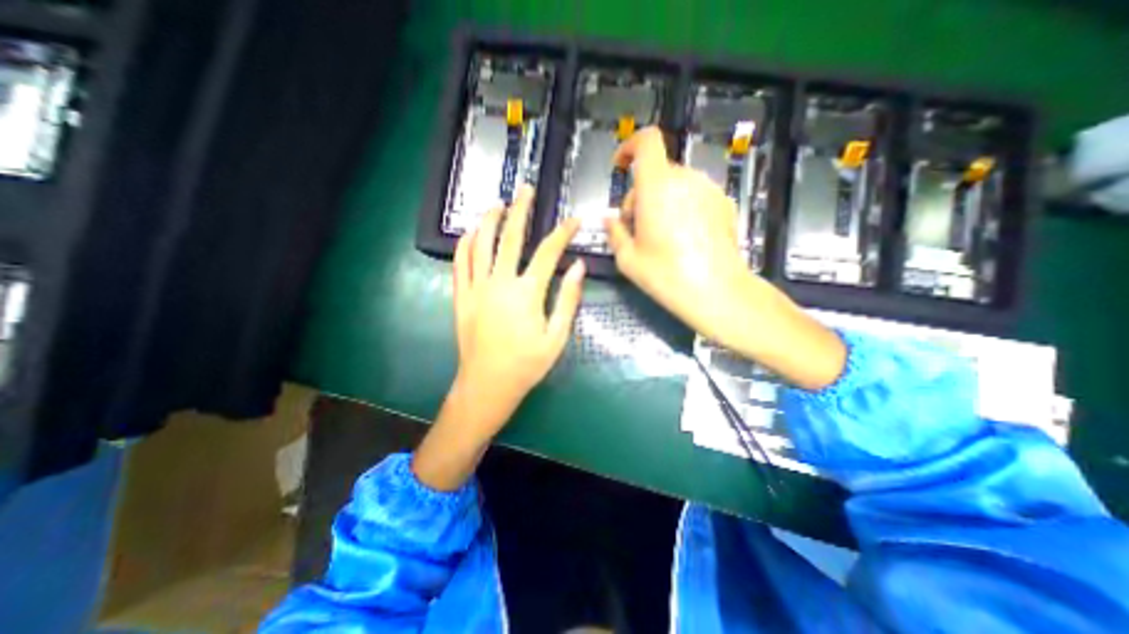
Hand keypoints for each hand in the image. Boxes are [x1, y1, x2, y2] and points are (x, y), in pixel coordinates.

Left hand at [452, 187, 586, 413]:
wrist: (487, 384)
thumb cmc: (527, 364)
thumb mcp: (557, 337)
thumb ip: (568, 300)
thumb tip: (579, 268)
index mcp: (527, 293)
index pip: (549, 252)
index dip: (563, 233)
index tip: (573, 219)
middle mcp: (500, 283)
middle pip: (510, 237)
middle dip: (521, 210)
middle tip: (525, 189)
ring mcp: (476, 288)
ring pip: (481, 244)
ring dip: (489, 220)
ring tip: (498, 203)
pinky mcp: (461, 296)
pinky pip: (460, 263)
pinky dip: (465, 244)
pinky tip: (471, 232)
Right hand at [604, 126, 751, 344]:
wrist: (717, 291)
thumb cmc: (666, 275)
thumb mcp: (628, 259)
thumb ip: (614, 232)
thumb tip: (609, 219)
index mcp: (657, 186)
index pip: (647, 141)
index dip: (630, 146)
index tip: (621, 166)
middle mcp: (685, 179)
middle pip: (657, 171)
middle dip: (641, 193)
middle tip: (636, 226)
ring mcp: (709, 189)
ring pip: (676, 184)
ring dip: (661, 200)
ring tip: (660, 234)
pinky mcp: (724, 203)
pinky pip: (695, 195)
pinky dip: (682, 206)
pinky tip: (684, 238)